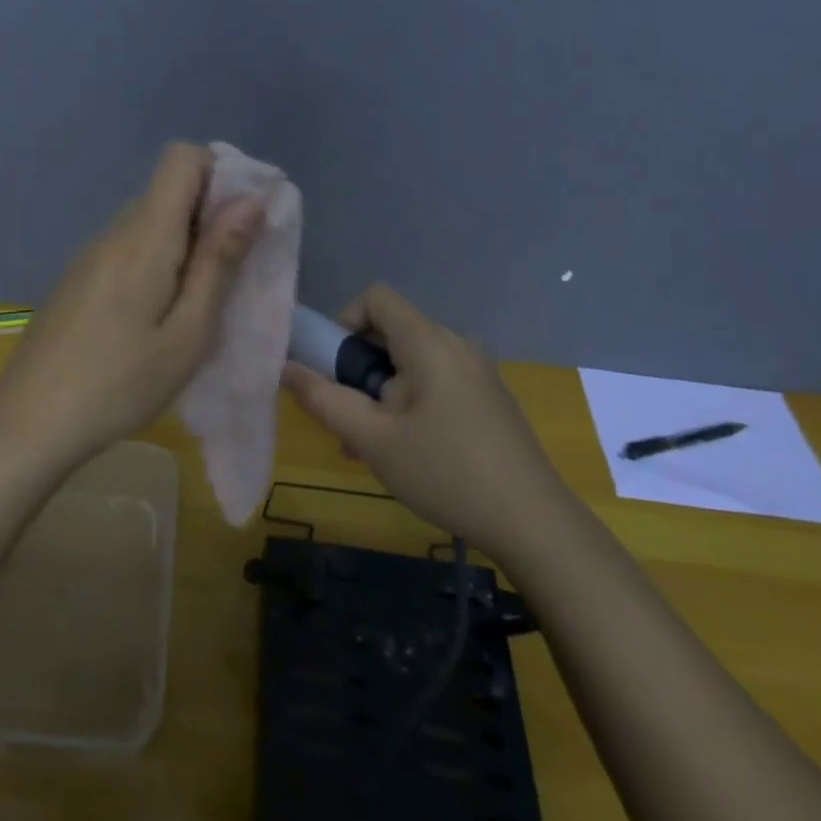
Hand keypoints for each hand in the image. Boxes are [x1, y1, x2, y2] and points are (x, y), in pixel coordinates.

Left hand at [0, 143, 263, 469]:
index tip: (243, 222)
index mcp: (145, 235)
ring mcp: (90, 255)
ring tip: (197, 305)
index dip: (220, 174)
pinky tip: (155, 319)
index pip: (182, 157)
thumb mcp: (188, 333)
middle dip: (210, 216)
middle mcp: (114, 231)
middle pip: (168, 190)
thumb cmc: (120, 384)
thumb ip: (219, 261)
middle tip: (231, 275)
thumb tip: (250, 199)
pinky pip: (128, 249)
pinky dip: (156, 264)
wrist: (29, 422)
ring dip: (184, 245)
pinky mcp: (78, 279)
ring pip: (149, 222)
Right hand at [281, 284, 569, 560]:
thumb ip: (324, 399)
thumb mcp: (372, 440)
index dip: (345, 322)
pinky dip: (410, 403)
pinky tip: (407, 453)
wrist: (534, 523)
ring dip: (381, 393)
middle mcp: (456, 345)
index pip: (376, 297)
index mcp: (429, 343)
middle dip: (359, 369)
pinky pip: (436, 382)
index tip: (336, 370)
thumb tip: (286, 367)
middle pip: (391, 332)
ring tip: (372, 447)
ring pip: (412, 363)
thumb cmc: (446, 472)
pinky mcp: (488, 398)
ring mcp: (478, 372)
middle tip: (349, 421)